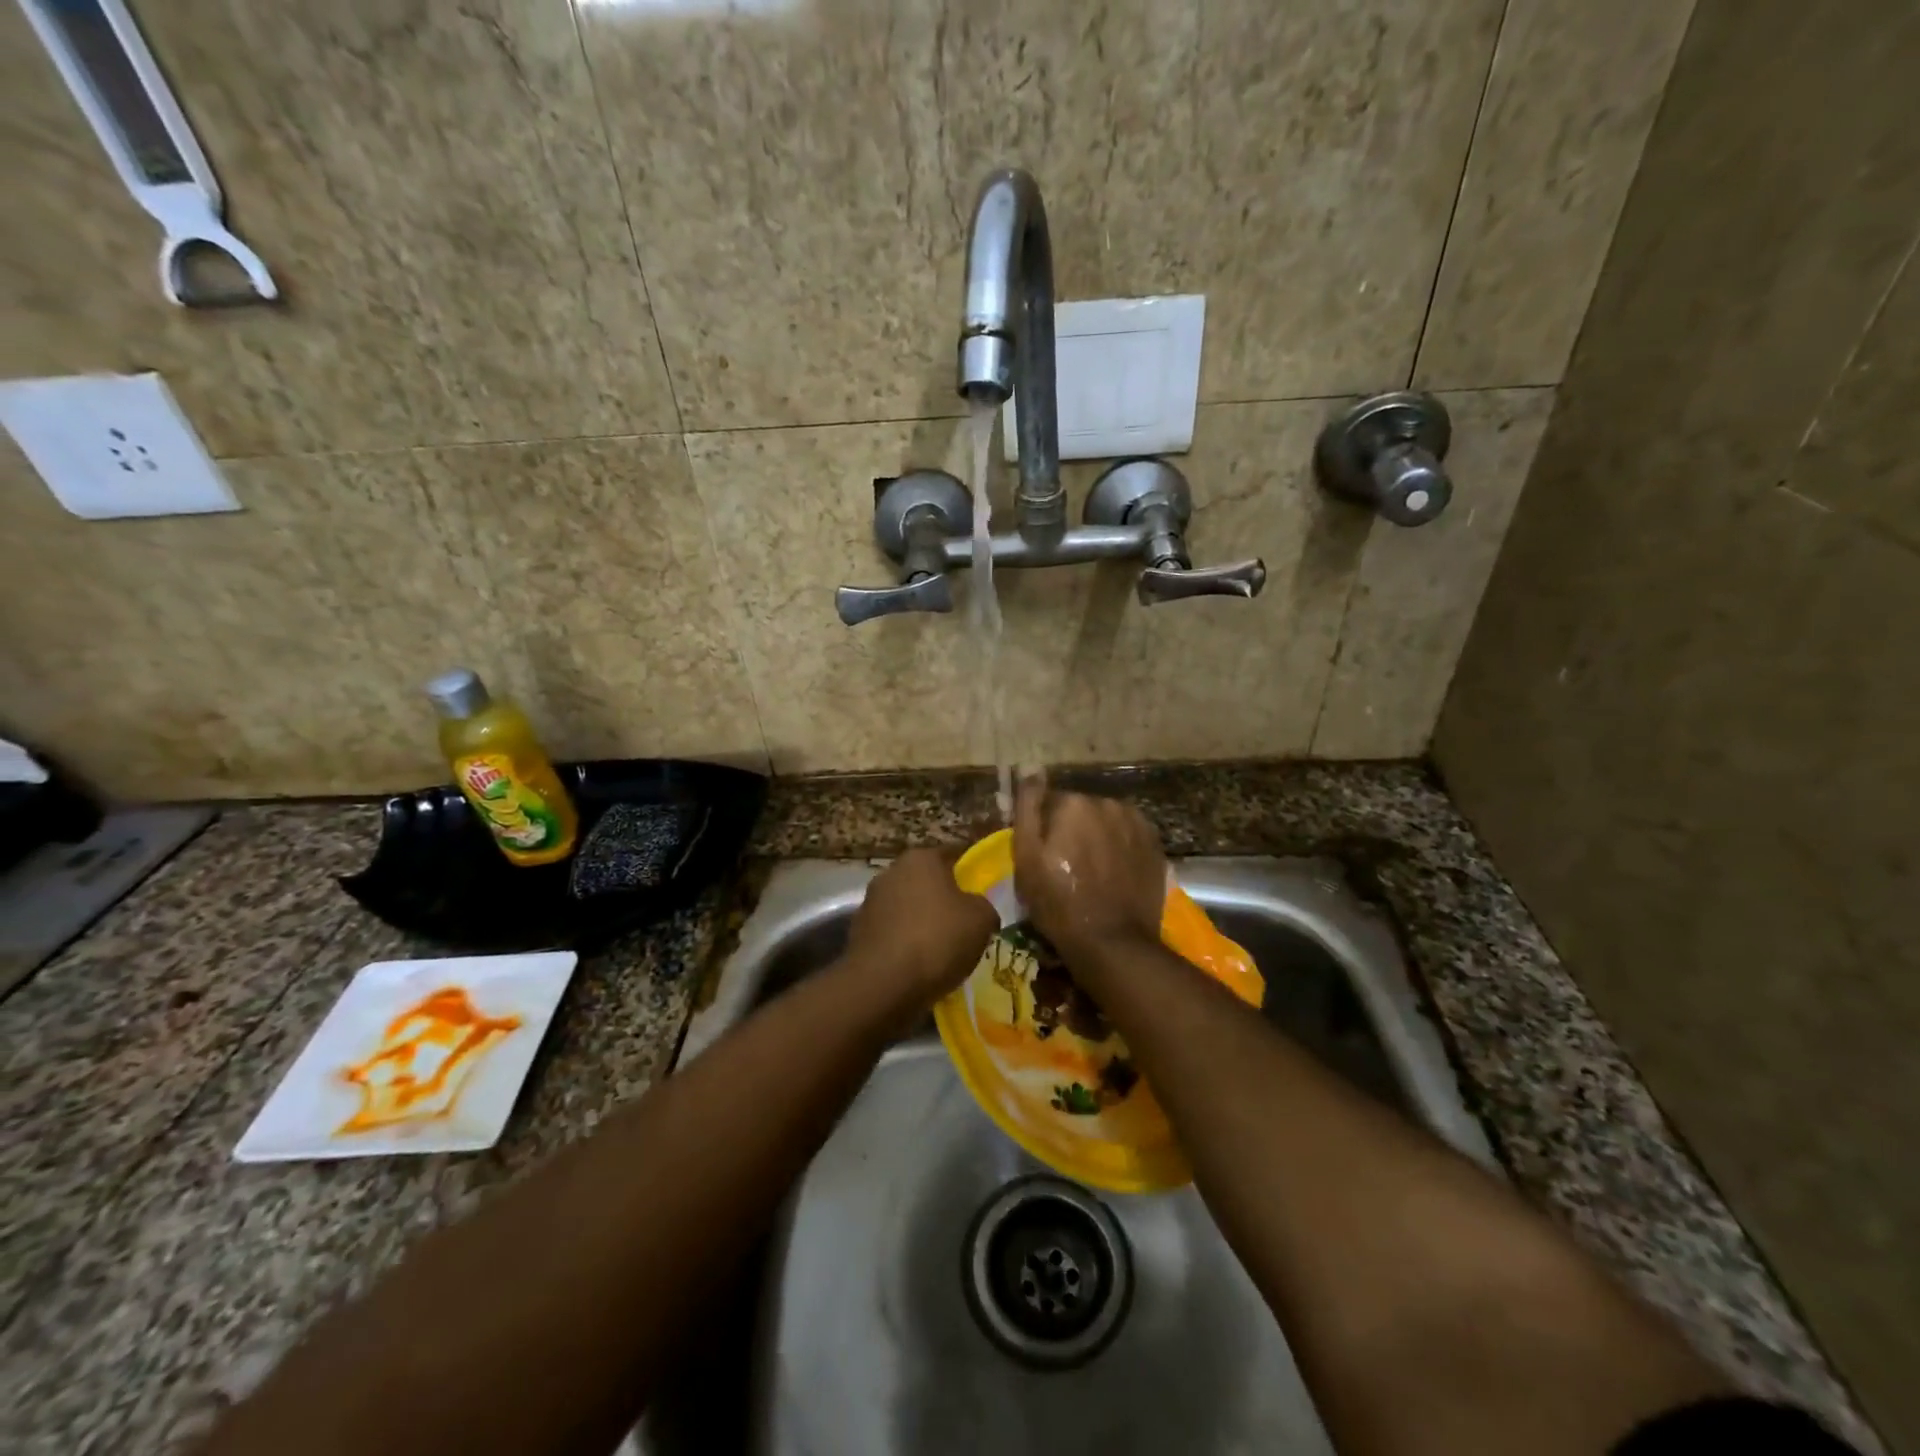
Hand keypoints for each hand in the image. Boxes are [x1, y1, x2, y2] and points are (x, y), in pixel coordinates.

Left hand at [845, 847, 997, 1006]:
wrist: (882, 984)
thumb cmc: (937, 939)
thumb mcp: (981, 920)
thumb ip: (984, 906)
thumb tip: (978, 909)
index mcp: (921, 858)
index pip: (953, 854)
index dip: (971, 871)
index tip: (984, 889)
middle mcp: (891, 872)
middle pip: (927, 881)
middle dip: (945, 898)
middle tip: (966, 921)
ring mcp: (871, 902)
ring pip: (908, 907)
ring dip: (923, 921)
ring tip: (944, 948)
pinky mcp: (859, 932)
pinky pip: (893, 933)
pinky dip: (905, 943)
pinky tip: (920, 964)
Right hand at [1013, 774, 1166, 955]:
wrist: (1112, 942)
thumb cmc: (1058, 903)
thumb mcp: (1026, 857)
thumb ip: (1027, 807)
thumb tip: (1032, 769)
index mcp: (1074, 803)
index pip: (1048, 803)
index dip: (1042, 830)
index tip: (1042, 856)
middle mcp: (1108, 803)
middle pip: (1080, 810)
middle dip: (1071, 829)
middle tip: (1065, 867)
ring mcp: (1137, 824)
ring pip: (1105, 822)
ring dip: (1097, 837)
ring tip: (1092, 872)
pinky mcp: (1155, 846)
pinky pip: (1127, 837)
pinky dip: (1119, 849)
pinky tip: (1113, 874)